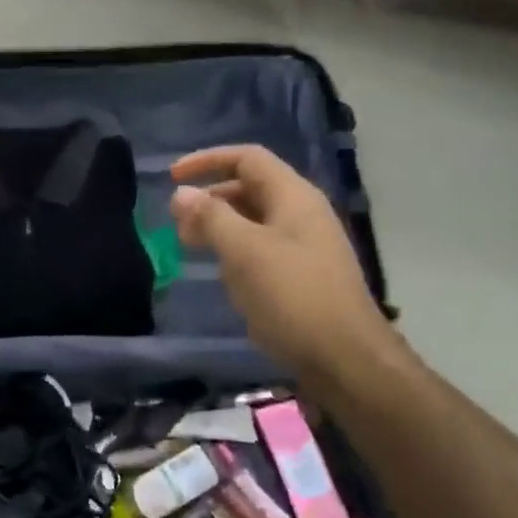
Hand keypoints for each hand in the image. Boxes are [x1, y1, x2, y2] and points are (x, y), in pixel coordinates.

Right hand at [169, 145, 393, 385]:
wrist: (346, 358)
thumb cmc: (292, 296)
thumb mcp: (244, 251)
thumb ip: (210, 217)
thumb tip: (182, 193)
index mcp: (293, 197)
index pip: (247, 158)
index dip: (207, 160)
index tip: (172, 178)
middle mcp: (302, 213)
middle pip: (249, 187)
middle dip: (210, 197)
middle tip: (177, 222)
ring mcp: (305, 245)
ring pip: (253, 219)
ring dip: (219, 225)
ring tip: (189, 244)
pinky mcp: (302, 274)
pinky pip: (261, 247)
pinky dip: (234, 249)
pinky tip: (221, 272)